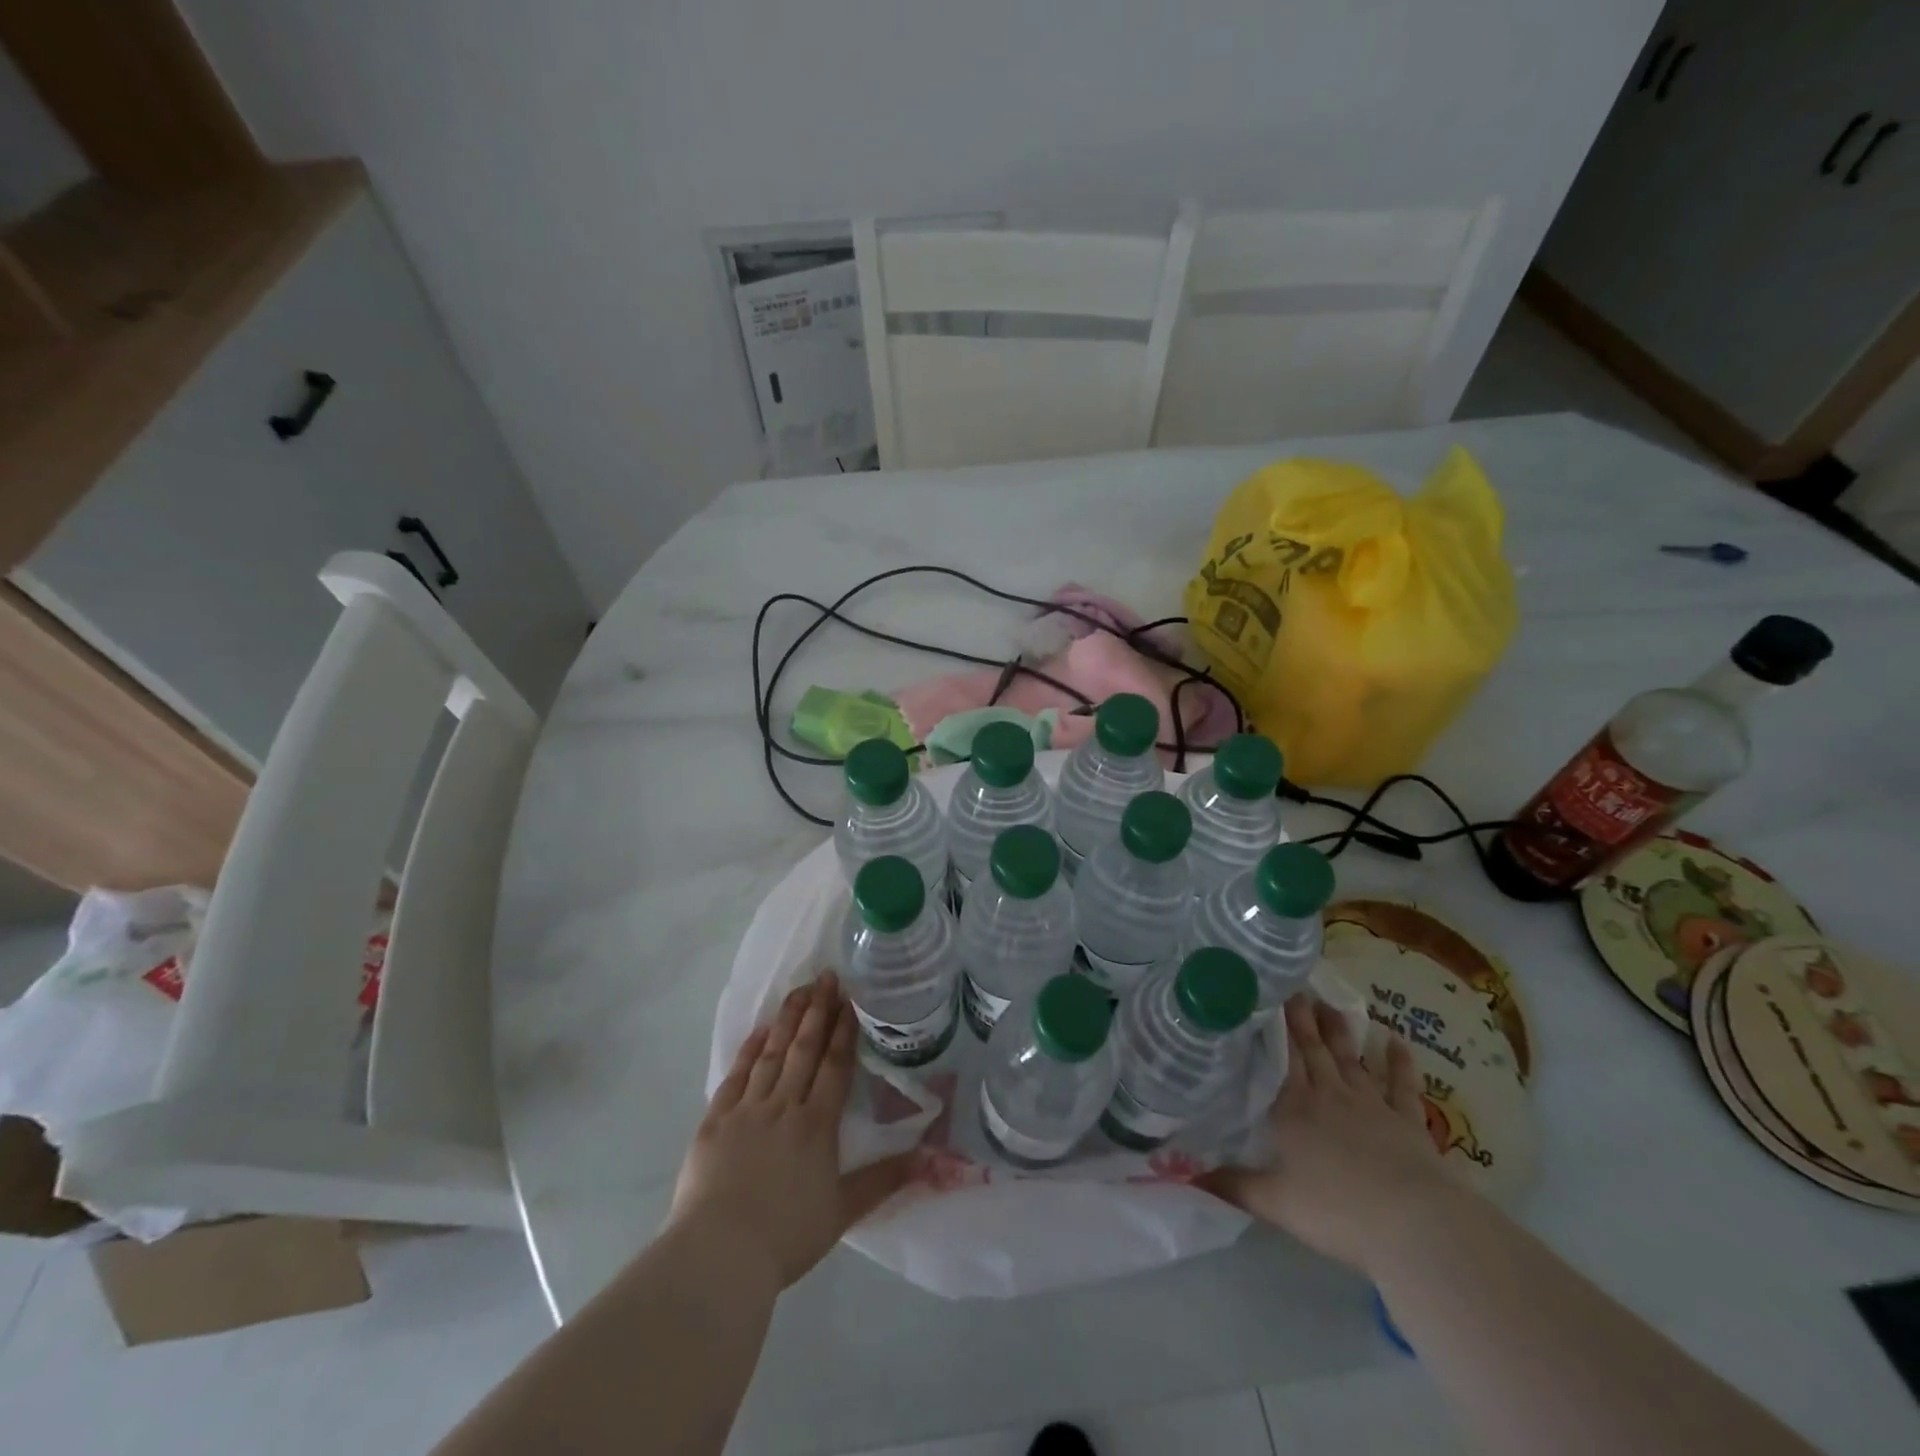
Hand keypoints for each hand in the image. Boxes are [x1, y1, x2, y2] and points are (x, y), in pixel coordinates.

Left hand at [668, 972, 913, 1288]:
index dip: (843, 1030)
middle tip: (826, 977)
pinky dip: (749, 1050)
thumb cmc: (787, 1235)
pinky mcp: (716, 1120)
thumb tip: (934, 1159)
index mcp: (816, 1124)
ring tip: (799, 990)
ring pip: (771, 1053)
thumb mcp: (844, 1211)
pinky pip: (736, 1075)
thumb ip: (887, 1179)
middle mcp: (784, 1105)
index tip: (850, 999)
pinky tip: (760, 1031)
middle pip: (804, 1048)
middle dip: (818, 1010)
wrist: (720, 1254)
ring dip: (787, 1019)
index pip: (834, 1065)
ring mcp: (747, 1109)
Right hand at [1199, 995, 1459, 1274]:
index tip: (1265, 1000)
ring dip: (1339, 1031)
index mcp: (1294, 1110)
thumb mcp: (1276, 1203)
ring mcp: (1371, 1105)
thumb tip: (1187, 1176)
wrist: (1414, 1226)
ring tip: (1328, 1004)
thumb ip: (1233, 1186)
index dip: (1274, 1030)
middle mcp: (1329, 1097)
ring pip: (1349, 1059)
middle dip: (1302, 1019)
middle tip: (1294, 988)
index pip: (1281, 1060)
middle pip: (1313, 1050)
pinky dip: (1399, 1062)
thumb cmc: (1337, 1211)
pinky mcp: (1407, 1122)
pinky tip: (1396, 1040)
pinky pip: (1402, 1086)